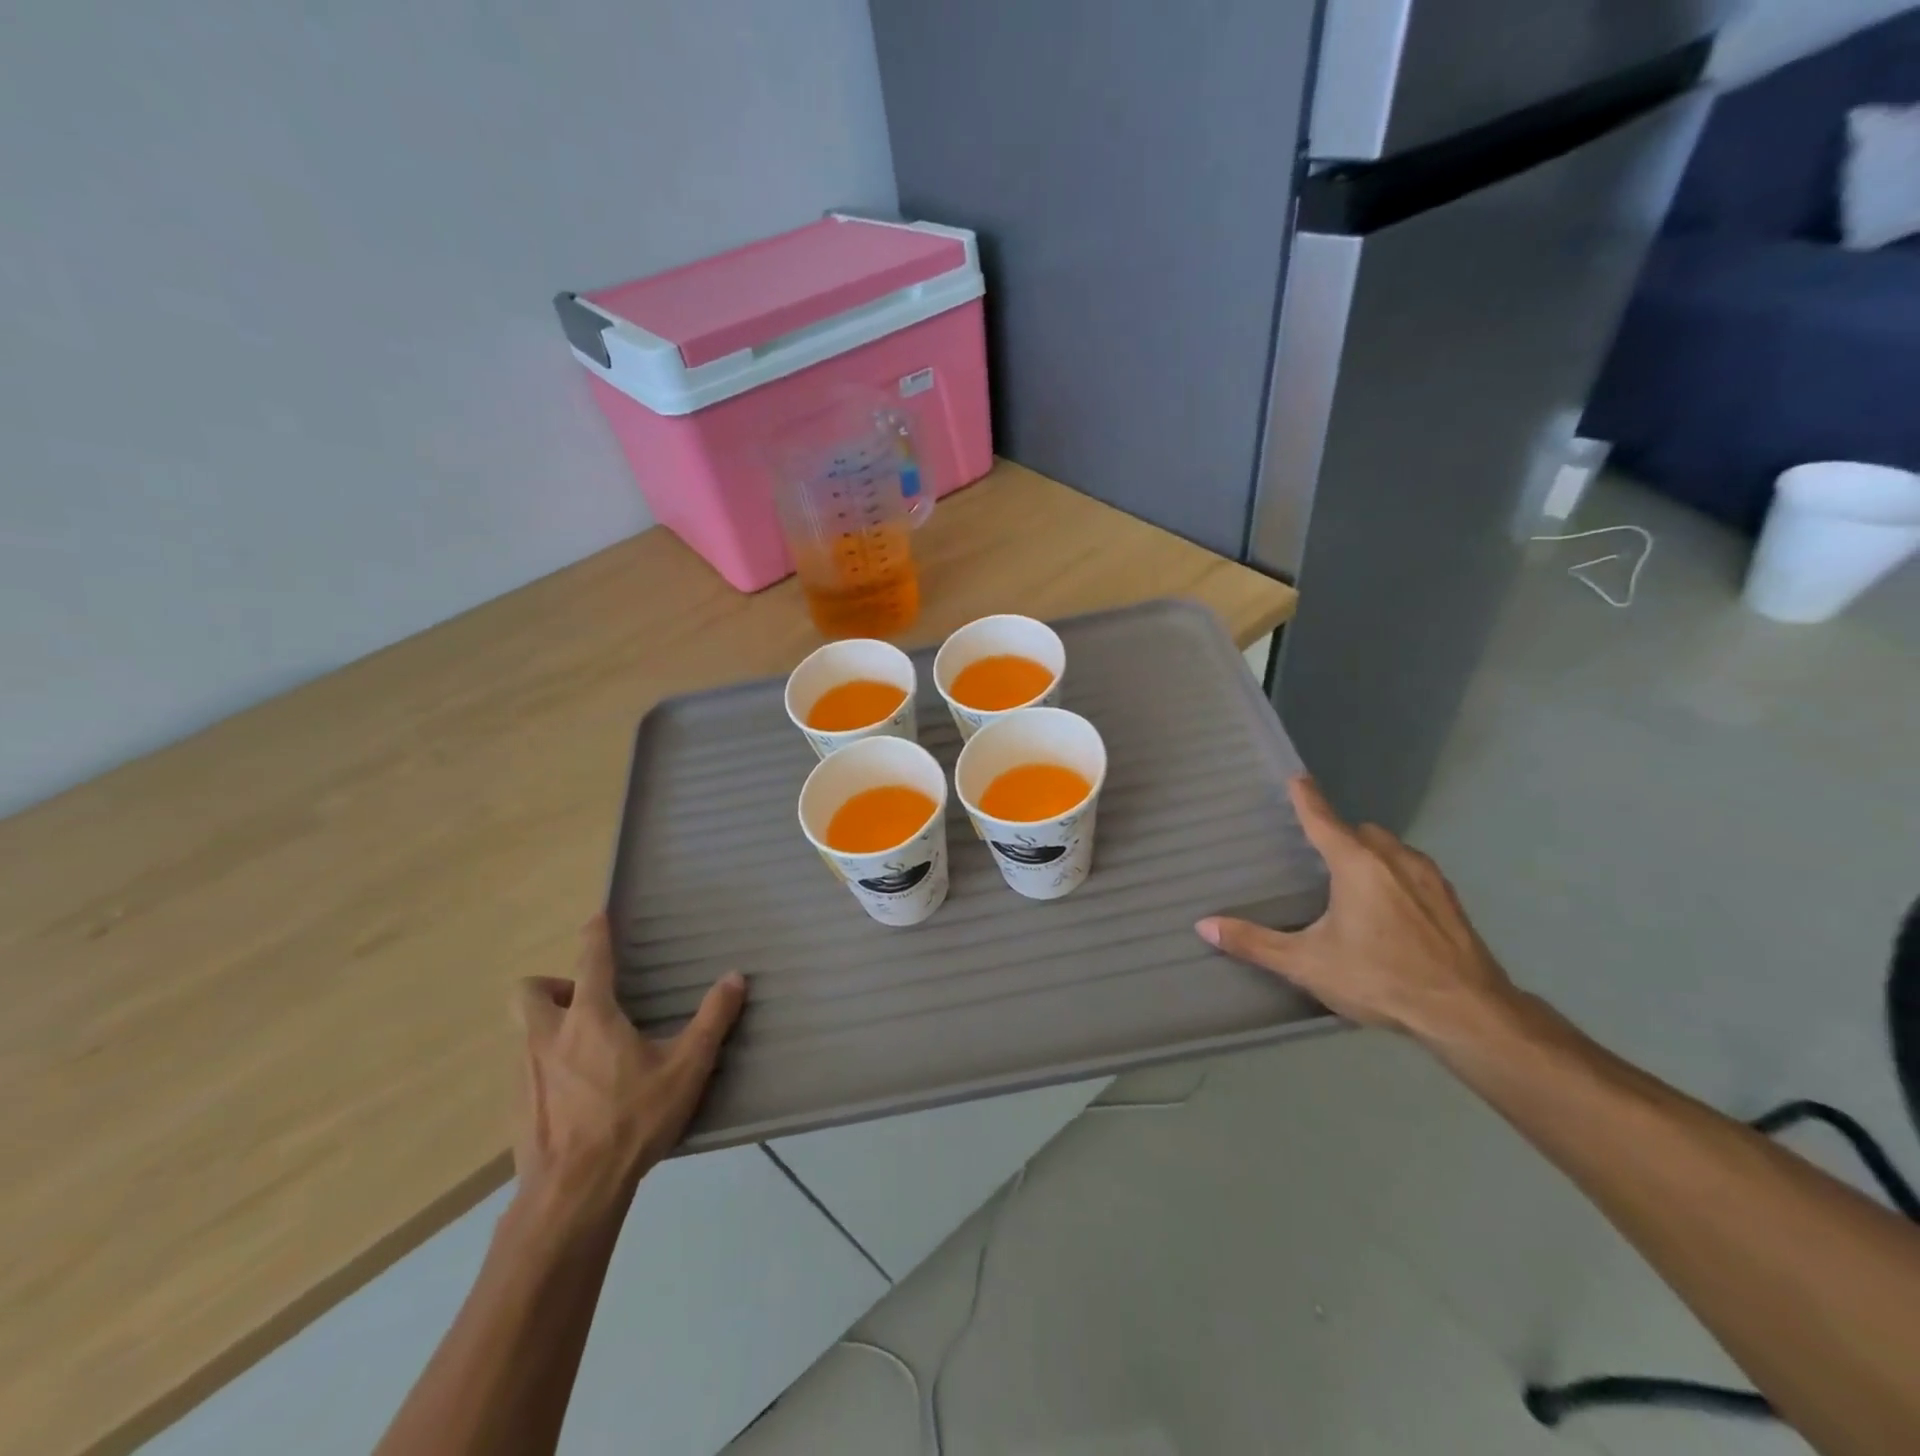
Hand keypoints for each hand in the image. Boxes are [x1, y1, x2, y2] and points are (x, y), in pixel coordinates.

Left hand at [513, 915, 745, 1224]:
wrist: (571, 1196)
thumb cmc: (631, 1121)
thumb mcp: (686, 1069)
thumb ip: (712, 1021)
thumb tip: (735, 977)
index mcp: (589, 1018)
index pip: (590, 959)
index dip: (594, 934)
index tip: (597, 917)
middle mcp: (549, 1037)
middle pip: (529, 991)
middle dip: (552, 986)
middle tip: (586, 1001)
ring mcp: (525, 1074)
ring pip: (526, 1033)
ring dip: (551, 1028)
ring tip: (589, 1051)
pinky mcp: (516, 1109)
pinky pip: (528, 1071)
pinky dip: (549, 1068)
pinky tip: (578, 1095)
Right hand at [1196, 776, 1515, 1048]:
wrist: (1468, 1013)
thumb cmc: (1380, 978)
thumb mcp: (1307, 963)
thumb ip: (1255, 943)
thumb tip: (1204, 925)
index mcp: (1356, 865)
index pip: (1323, 820)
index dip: (1307, 798)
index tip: (1297, 778)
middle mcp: (1394, 859)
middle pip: (1361, 832)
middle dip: (1341, 835)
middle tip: (1320, 856)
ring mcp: (1429, 878)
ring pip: (1392, 849)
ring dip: (1371, 854)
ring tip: (1353, 883)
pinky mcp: (1451, 901)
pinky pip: (1414, 870)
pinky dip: (1396, 874)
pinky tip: (1391, 909)